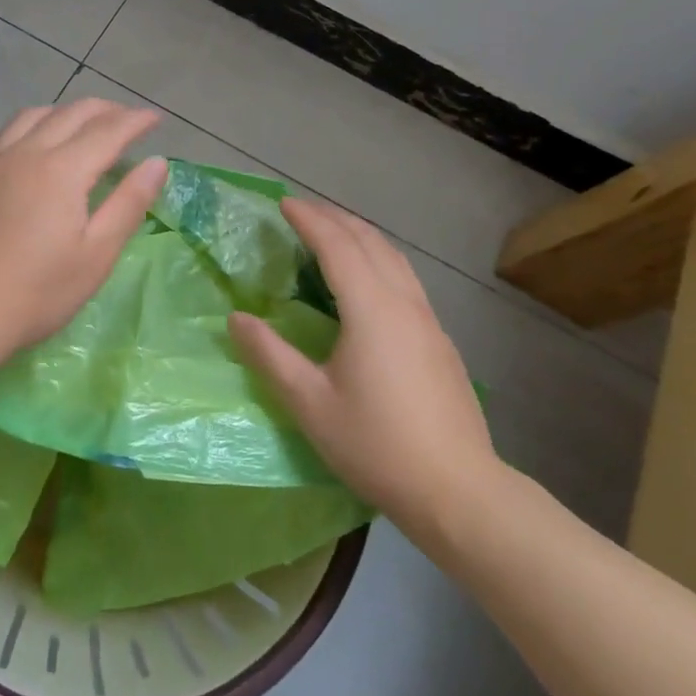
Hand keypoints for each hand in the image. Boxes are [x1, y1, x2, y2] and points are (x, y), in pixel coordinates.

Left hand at [0, 100, 167, 353]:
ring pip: (34, 114)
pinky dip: (32, 124)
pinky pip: (5, 132)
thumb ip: (128, 203)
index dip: (136, 121)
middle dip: (106, 110)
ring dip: (66, 111)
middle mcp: (25, 151)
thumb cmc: (34, 293)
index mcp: (62, 169)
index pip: (108, 131)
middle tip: (127, 119)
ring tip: (83, 124)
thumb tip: (157, 163)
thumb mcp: (95, 256)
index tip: (156, 118)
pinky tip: (32, 143)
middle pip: (72, 113)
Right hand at [229, 199, 499, 539]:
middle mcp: (402, 302)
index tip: (283, 203)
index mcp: (371, 308)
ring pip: (393, 256)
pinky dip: (379, 257)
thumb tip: (236, 318)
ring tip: (334, 230)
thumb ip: (270, 355)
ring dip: (360, 234)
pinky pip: (405, 276)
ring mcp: (427, 319)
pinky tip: (369, 277)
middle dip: (334, 218)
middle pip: (368, 241)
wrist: (459, 492)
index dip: (309, 220)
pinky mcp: (439, 339)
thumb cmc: (377, 445)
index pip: (337, 246)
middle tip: (303, 210)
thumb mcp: (310, 404)